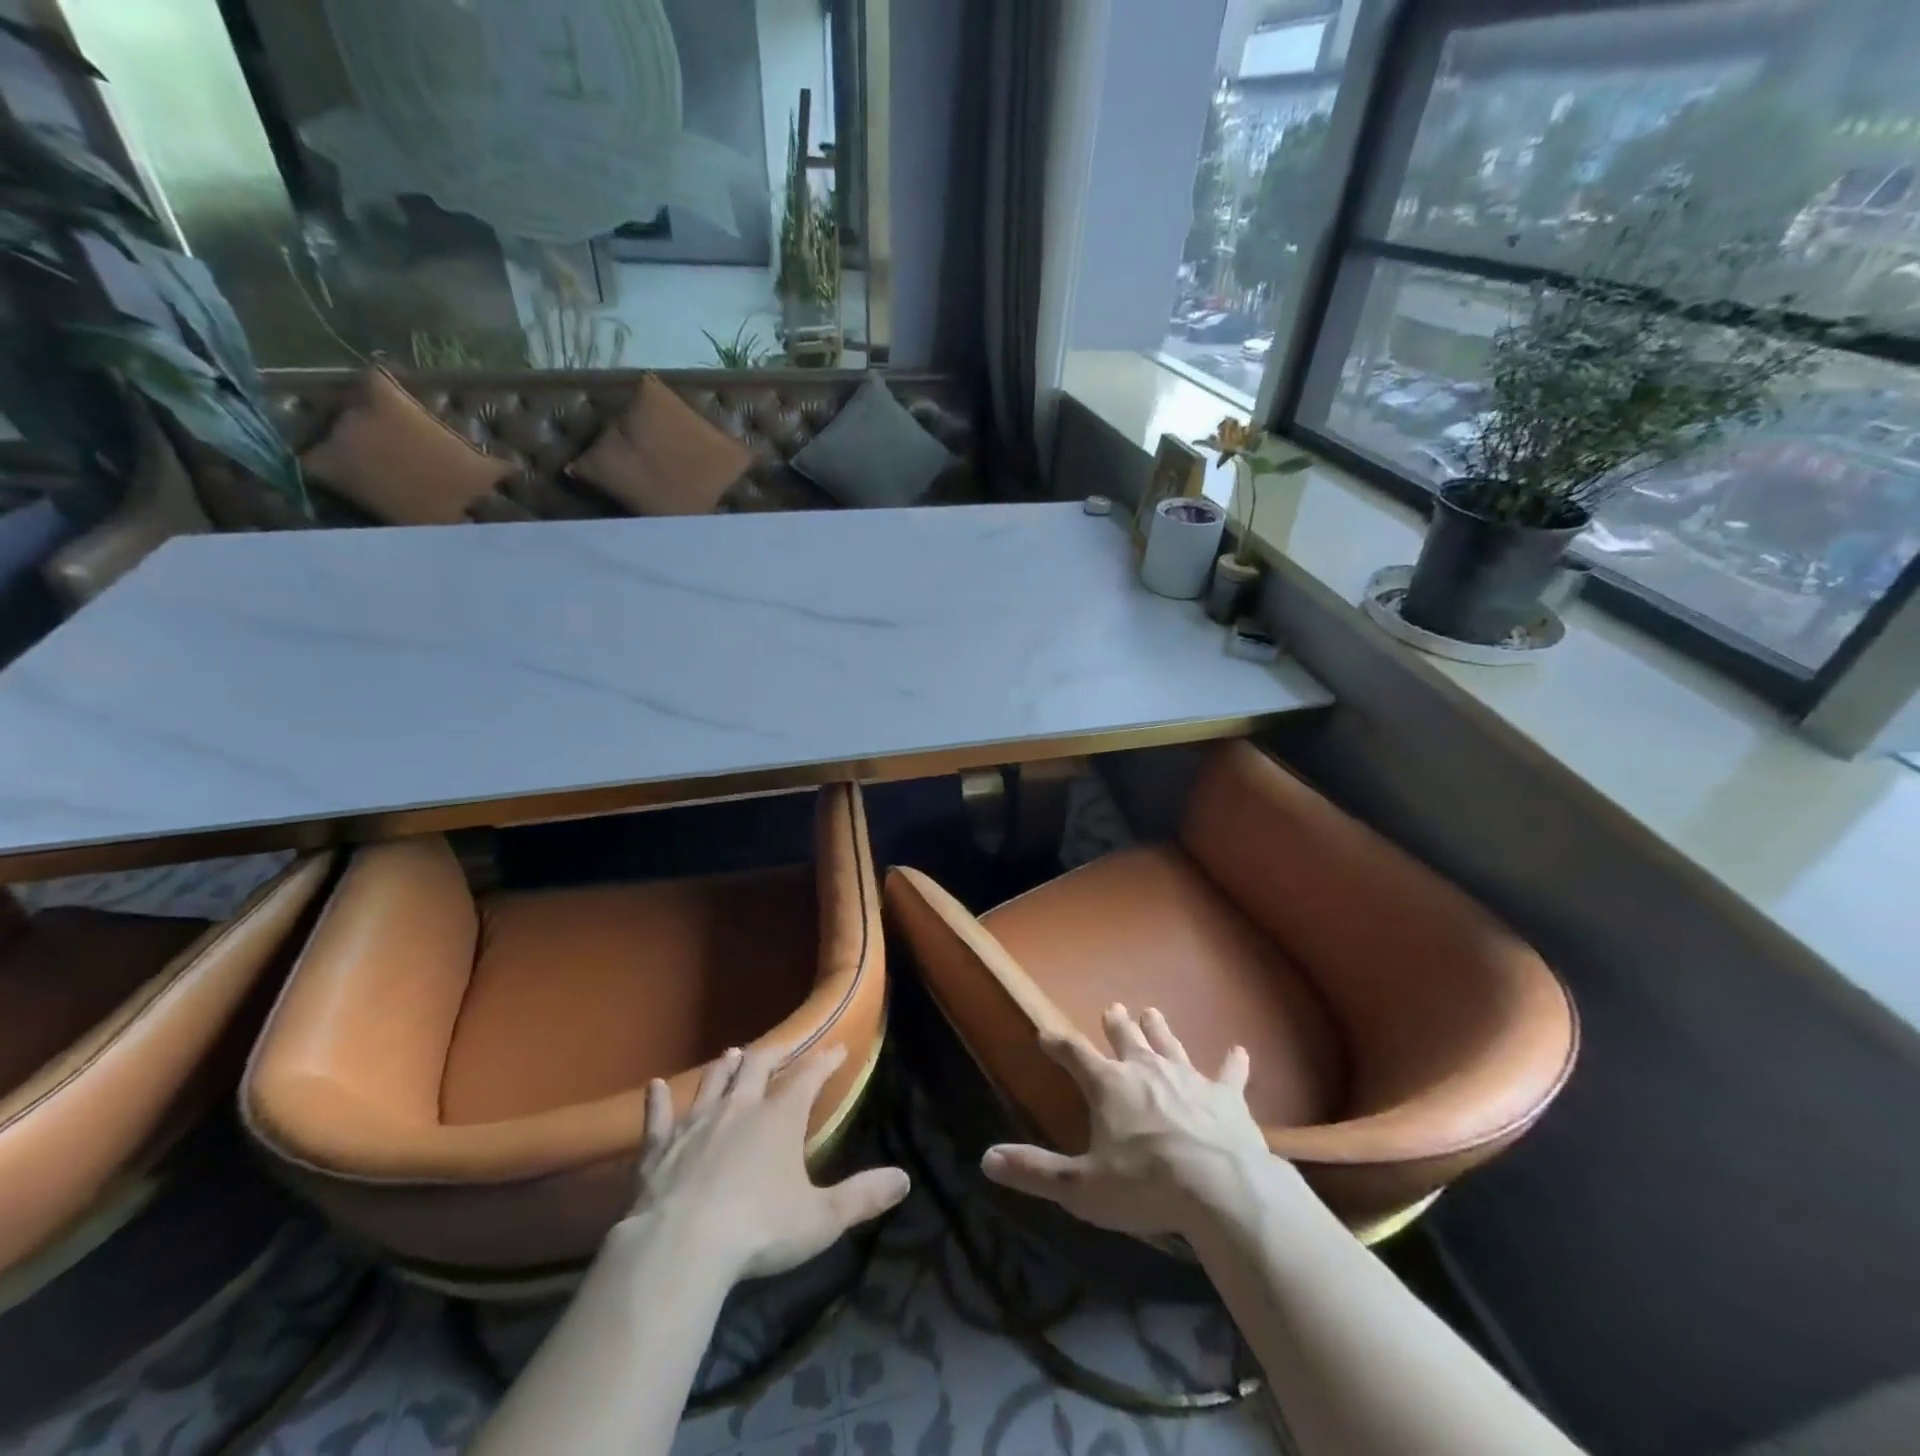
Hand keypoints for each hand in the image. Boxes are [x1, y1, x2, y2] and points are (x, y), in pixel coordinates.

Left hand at [622, 1043, 909, 1282]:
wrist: (680, 1248)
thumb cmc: (758, 1230)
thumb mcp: (821, 1219)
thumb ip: (863, 1196)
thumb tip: (904, 1178)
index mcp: (780, 1118)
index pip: (809, 1077)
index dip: (826, 1061)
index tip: (838, 1048)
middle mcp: (740, 1108)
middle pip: (758, 1066)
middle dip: (774, 1054)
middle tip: (784, 1047)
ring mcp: (696, 1124)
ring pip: (713, 1083)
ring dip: (725, 1068)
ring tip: (732, 1054)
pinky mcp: (659, 1148)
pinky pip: (658, 1117)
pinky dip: (658, 1101)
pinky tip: (654, 1087)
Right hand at [980, 1005, 1279, 1239]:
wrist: (1220, 1188)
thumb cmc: (1144, 1185)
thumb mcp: (1080, 1186)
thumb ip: (1035, 1171)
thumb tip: (987, 1159)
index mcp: (1108, 1085)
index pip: (1075, 1055)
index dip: (1058, 1044)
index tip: (1045, 1034)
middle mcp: (1145, 1070)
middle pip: (1127, 1039)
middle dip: (1117, 1025)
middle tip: (1114, 1008)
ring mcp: (1188, 1079)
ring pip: (1169, 1045)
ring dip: (1160, 1030)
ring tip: (1153, 1012)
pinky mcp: (1226, 1097)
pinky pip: (1230, 1074)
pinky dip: (1233, 1063)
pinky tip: (1240, 1051)